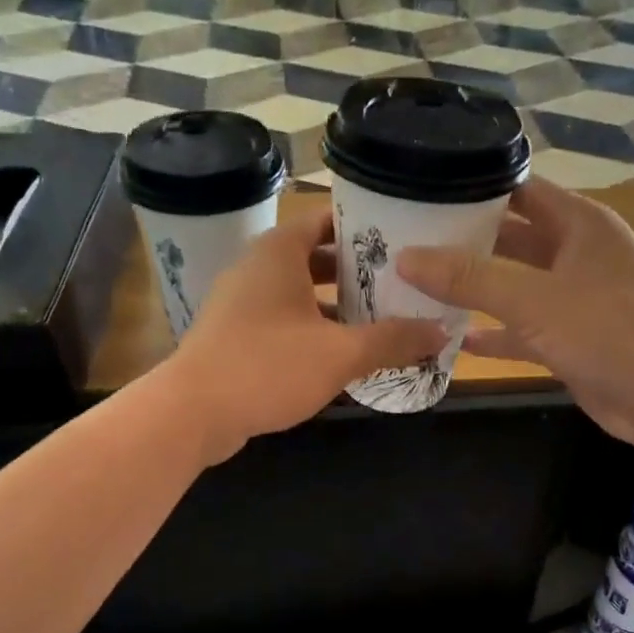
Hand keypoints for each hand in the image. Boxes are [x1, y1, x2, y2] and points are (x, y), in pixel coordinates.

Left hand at [168, 207, 448, 463]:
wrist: (192, 412)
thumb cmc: (267, 366)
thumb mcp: (340, 354)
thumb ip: (392, 340)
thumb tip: (442, 331)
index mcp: (279, 253)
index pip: (326, 220)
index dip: (364, 228)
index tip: (402, 241)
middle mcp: (257, 268)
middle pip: (316, 258)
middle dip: (357, 273)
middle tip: (401, 285)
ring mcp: (241, 304)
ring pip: (299, 294)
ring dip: (336, 306)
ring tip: (382, 320)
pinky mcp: (235, 336)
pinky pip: (283, 322)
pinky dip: (313, 330)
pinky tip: (342, 355)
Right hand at [396, 181, 633, 447]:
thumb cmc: (608, 330)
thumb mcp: (533, 298)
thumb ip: (469, 277)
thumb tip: (406, 257)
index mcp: (578, 223)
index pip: (519, 189)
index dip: (473, 188)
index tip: (422, 193)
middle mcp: (577, 253)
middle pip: (511, 238)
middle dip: (464, 243)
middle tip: (406, 244)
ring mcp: (575, 299)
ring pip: (514, 286)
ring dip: (475, 291)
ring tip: (418, 289)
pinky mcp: (571, 340)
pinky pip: (523, 329)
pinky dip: (495, 334)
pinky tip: (456, 340)